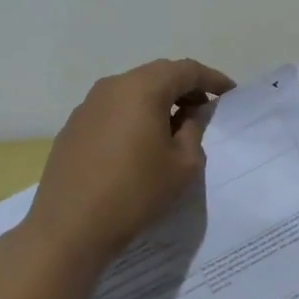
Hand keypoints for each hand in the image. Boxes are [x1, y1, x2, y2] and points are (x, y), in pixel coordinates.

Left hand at [25, 58, 235, 264]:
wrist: (69, 227)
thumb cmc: (135, 193)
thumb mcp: (182, 165)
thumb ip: (193, 131)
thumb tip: (190, 114)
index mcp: (143, 89)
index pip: (186, 70)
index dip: (212, 78)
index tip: (229, 93)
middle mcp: (113, 86)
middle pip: (158, 74)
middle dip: (184, 87)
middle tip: (203, 108)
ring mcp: (88, 105)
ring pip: (132, 90)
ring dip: (157, 100)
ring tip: (173, 126)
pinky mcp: (73, 126)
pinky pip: (112, 108)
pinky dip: (133, 114)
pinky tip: (139, 142)